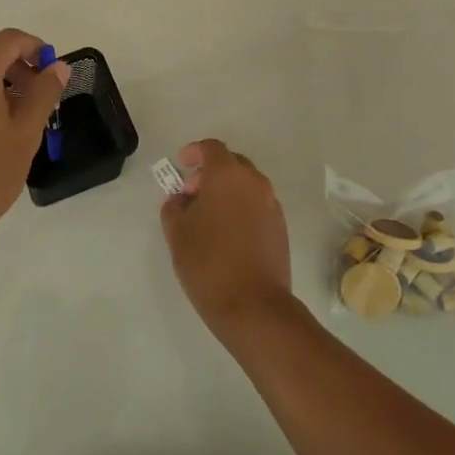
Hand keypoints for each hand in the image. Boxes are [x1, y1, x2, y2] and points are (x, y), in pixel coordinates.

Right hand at [160, 140, 294, 338]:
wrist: (253, 306)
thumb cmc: (208, 263)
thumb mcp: (177, 233)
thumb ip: (174, 207)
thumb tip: (181, 200)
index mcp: (228, 175)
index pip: (211, 148)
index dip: (194, 152)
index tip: (182, 165)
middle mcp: (254, 183)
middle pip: (232, 164)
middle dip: (210, 173)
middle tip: (191, 195)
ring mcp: (272, 205)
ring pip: (247, 185)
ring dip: (227, 191)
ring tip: (207, 218)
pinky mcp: (280, 228)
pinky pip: (257, 205)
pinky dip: (241, 208)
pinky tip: (226, 234)